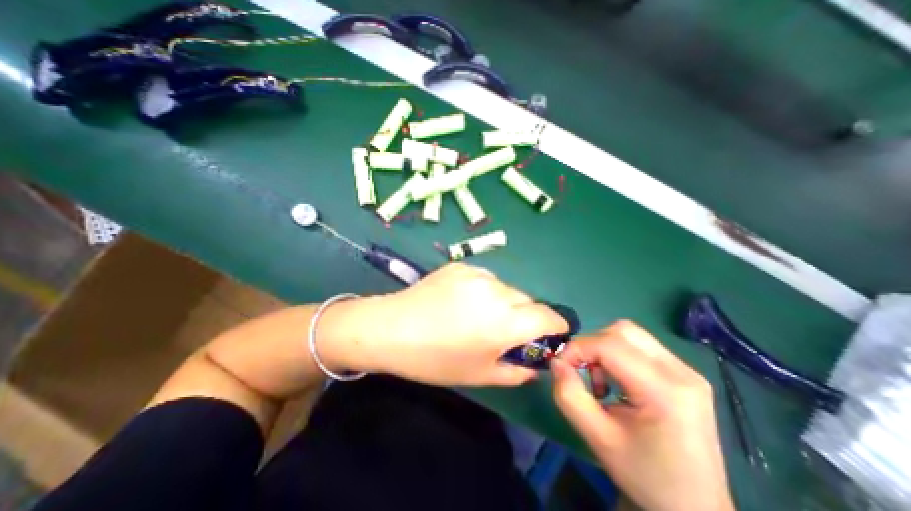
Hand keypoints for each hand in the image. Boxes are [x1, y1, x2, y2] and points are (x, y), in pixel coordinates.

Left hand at [328, 263, 566, 387]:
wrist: (391, 328)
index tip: (549, 336)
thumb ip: (517, 371)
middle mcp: (496, 291)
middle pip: (527, 300)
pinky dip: (484, 291)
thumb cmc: (434, 360)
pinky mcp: (460, 265)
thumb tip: (534, 364)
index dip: (555, 327)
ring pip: (506, 288)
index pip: (548, 316)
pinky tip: (461, 301)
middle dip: (525, 317)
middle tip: (504, 331)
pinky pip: (485, 279)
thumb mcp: (480, 375)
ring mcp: (476, 274)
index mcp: (504, 321)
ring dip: (504, 302)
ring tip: (478, 316)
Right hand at [548, 322, 730, 509]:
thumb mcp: (597, 438)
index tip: (562, 366)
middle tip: (581, 371)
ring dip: (604, 349)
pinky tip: (618, 383)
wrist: (694, 509)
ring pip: (630, 335)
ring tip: (601, 381)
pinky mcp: (684, 374)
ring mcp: (687, 371)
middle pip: (622, 331)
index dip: (578, 348)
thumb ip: (569, 395)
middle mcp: (681, 372)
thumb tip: (556, 362)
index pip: (609, 345)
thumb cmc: (644, 475)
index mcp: (665, 392)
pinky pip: (640, 347)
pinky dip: (618, 355)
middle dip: (592, 346)